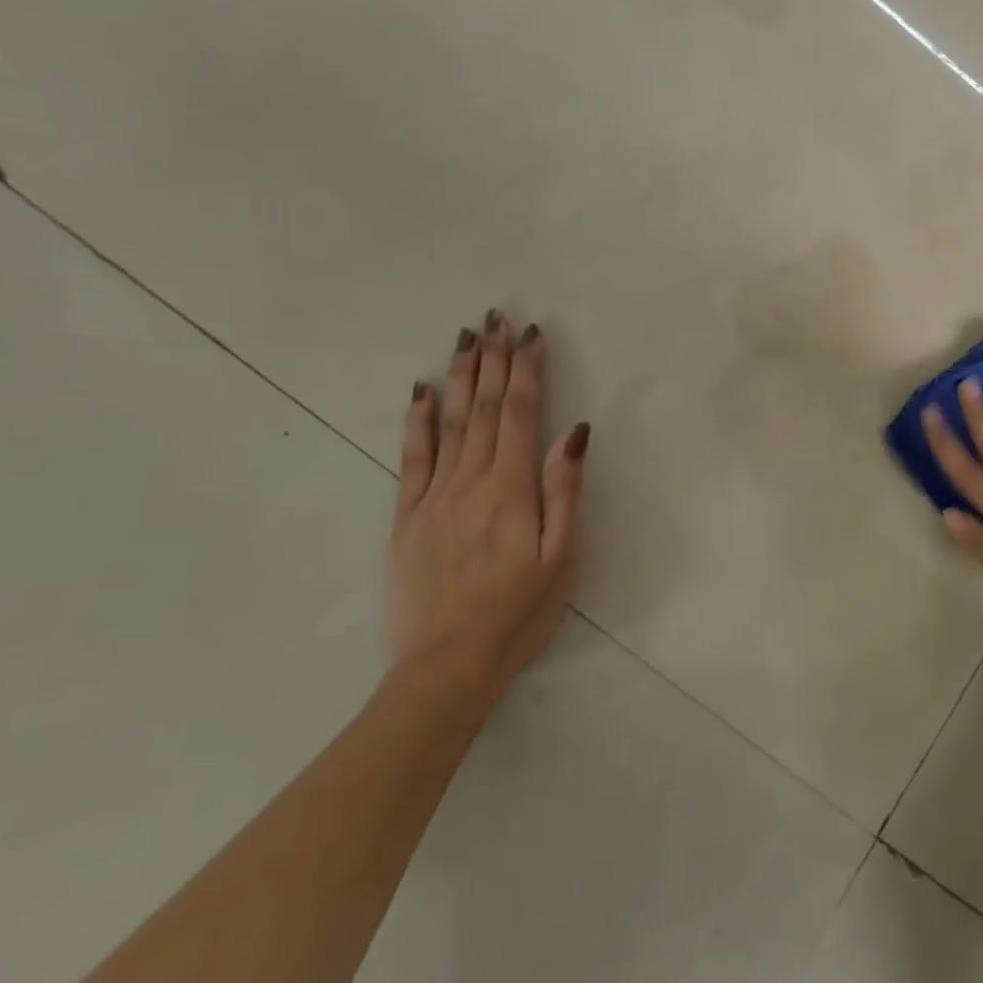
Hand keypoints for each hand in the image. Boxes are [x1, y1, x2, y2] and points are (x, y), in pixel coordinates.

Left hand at [388, 311, 588, 694]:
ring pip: (448, 422)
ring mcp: (433, 496)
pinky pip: (412, 457)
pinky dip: (416, 419)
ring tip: (466, 338)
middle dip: (493, 359)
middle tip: (496, 318)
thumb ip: (565, 491)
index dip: (526, 370)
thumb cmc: (519, 612)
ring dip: (459, 376)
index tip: (532, 334)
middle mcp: (470, 481)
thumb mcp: (562, 557)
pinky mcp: (408, 516)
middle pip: (482, 408)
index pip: (519, 413)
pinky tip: (419, 390)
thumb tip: (574, 432)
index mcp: (511, 489)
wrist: (448, 664)